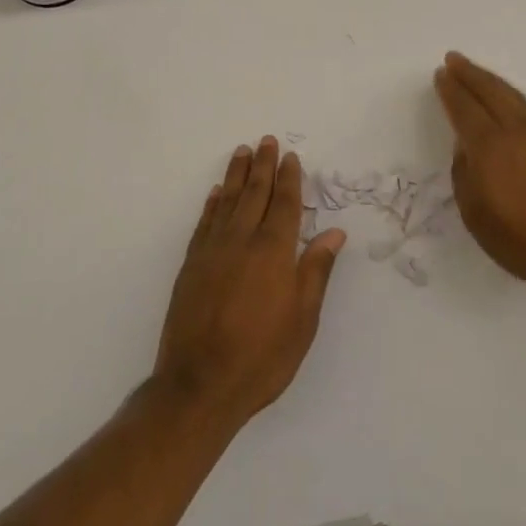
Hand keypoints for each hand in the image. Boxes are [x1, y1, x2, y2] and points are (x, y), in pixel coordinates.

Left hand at [153, 137, 345, 427]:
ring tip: (242, 152)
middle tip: (266, 140)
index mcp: (274, 251)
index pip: (284, 204)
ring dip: (236, 175)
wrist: (199, 385)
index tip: (290, 156)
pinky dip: (213, 203)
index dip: (289, 178)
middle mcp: (242, 239)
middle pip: (255, 193)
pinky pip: (205, 222)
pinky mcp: (191, 264)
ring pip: (228, 201)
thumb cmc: (261, 356)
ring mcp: (213, 250)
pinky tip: (217, 192)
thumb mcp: (302, 320)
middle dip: (263, 165)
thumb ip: (316, 271)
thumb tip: (334, 233)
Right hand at [433, 52, 525, 298]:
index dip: (451, 90)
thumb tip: (465, 148)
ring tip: (479, 74)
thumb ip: (464, 176)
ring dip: (493, 81)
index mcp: (489, 147)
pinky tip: (514, 100)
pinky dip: (517, 98)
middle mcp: (516, 129)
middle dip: (469, 74)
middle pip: (489, 91)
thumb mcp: (476, 216)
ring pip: (514, 95)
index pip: (464, 108)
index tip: (442, 74)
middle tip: (454, 59)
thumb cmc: (524, 241)